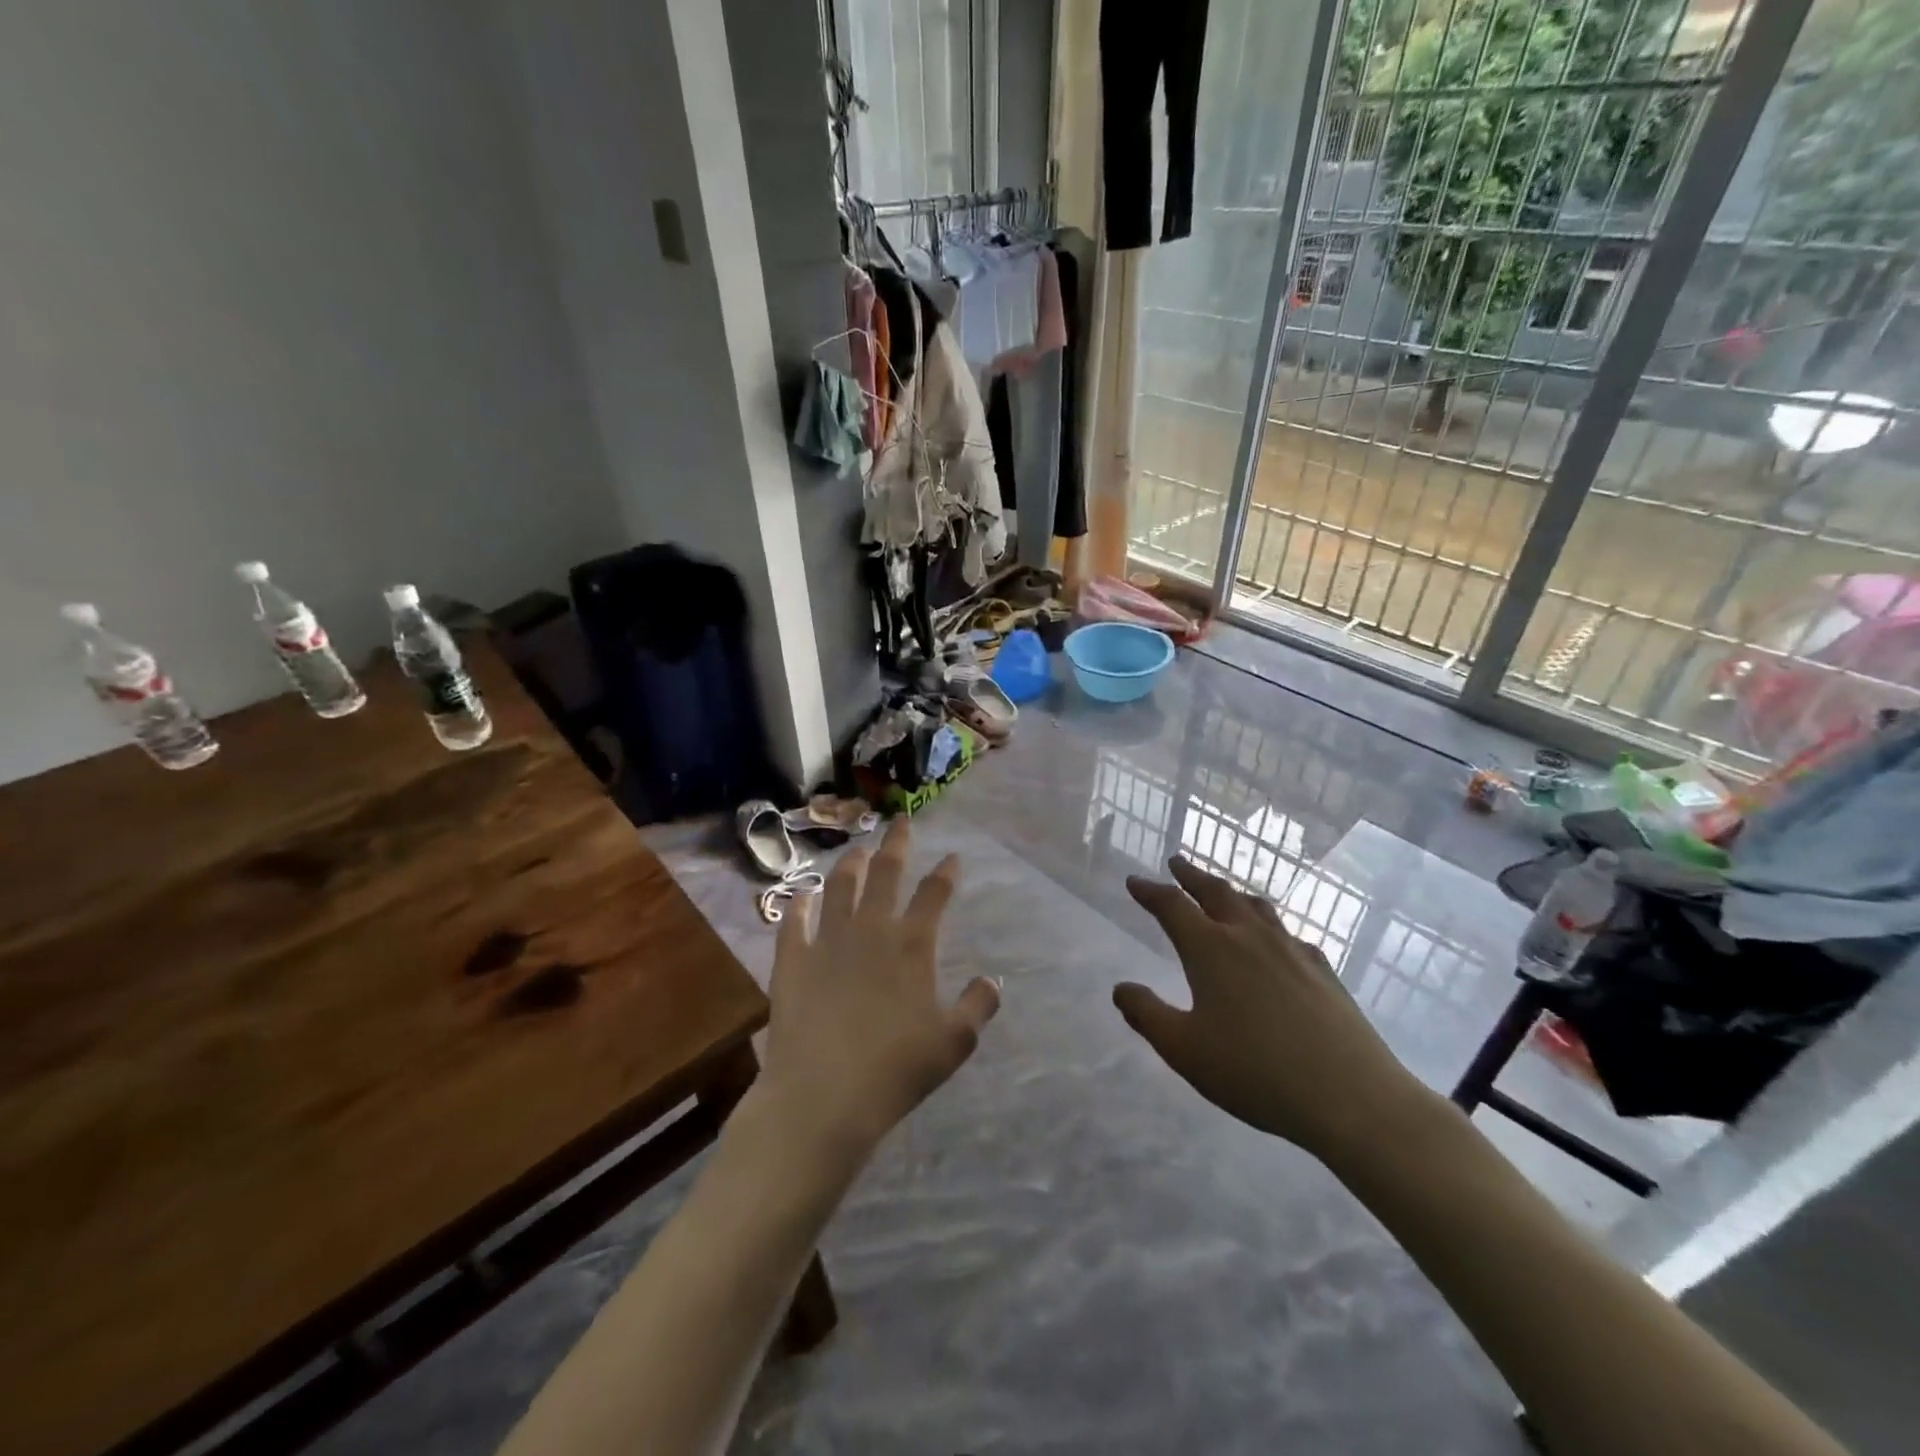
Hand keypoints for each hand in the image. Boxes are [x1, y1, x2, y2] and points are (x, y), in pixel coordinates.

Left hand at [756, 818, 999, 1167]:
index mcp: (911, 944)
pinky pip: (794, 920)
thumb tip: (993, 980)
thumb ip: (978, 1007)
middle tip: (900, 821)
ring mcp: (827, 940)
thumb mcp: (954, 1043)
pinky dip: (799, 903)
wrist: (823, 1096)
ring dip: (849, 864)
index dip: (946, 872)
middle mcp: (870, 929)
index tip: (953, 857)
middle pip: (885, 873)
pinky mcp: (792, 959)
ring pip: (839, 887)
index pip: (935, 894)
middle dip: (896, 843)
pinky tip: (802, 894)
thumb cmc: (896, 1070)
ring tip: (856, 849)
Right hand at [1116, 857, 1431, 1161]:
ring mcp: (1291, 950)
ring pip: (1256, 906)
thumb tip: (1121, 988)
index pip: (1172, 906)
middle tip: (1177, 864)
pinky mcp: (1323, 971)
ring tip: (1222, 892)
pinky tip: (1275, 941)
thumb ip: (1147, 1014)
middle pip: (1216, 892)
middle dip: (1192, 876)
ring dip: (1231, 893)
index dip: (1150, 891)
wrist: (1351, 1096)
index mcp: (1211, 949)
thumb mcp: (1184, 1050)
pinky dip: (1268, 925)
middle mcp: (1249, 937)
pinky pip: (1288, 933)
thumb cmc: (1255, 1071)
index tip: (1134, 881)